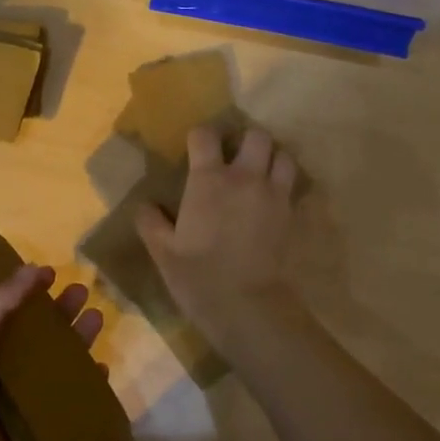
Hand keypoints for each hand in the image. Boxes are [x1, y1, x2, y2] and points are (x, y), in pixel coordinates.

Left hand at [0, 263, 103, 440]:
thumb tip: (31, 268)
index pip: (6, 314)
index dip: (27, 292)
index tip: (50, 273)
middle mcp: (0, 374)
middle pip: (37, 337)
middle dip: (60, 314)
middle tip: (83, 291)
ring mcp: (21, 405)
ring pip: (56, 367)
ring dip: (77, 343)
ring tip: (98, 319)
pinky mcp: (41, 433)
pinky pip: (69, 406)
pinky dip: (87, 388)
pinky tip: (102, 370)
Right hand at [135, 125, 301, 342]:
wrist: (247, 305)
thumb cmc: (199, 275)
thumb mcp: (163, 251)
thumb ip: (151, 223)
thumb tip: (145, 205)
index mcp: (209, 180)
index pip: (205, 136)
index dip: (199, 137)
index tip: (194, 148)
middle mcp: (245, 177)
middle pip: (256, 136)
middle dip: (245, 140)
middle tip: (234, 158)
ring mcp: (274, 194)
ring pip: (283, 155)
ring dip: (271, 158)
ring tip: (259, 173)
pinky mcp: (291, 214)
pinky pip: (294, 186)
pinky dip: (285, 185)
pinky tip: (272, 200)